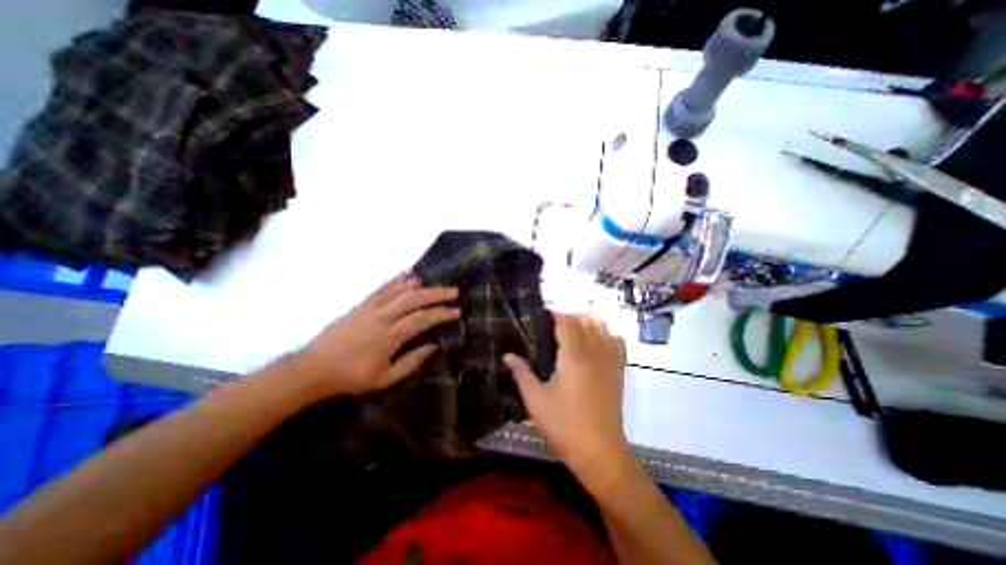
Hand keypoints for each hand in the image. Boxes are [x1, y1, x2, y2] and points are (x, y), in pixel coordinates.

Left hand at [296, 274, 459, 396]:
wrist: (314, 368)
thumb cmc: (352, 377)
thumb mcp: (385, 378)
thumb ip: (412, 361)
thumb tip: (433, 346)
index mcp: (389, 337)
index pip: (421, 319)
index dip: (440, 314)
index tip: (456, 311)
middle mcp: (381, 317)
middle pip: (413, 299)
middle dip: (436, 294)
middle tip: (453, 291)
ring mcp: (369, 308)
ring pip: (398, 290)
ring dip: (419, 285)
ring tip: (434, 283)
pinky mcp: (360, 305)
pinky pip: (381, 288)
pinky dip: (396, 281)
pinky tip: (407, 276)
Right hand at [502, 314, 625, 479]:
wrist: (600, 452)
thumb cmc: (564, 425)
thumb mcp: (535, 400)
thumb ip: (521, 373)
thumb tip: (507, 355)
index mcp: (573, 355)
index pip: (566, 322)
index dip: (555, 315)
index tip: (542, 317)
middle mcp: (594, 351)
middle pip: (584, 320)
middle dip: (568, 317)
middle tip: (552, 327)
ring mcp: (610, 360)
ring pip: (602, 327)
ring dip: (586, 322)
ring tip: (571, 332)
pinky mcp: (618, 371)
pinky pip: (617, 342)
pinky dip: (605, 335)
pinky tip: (594, 345)